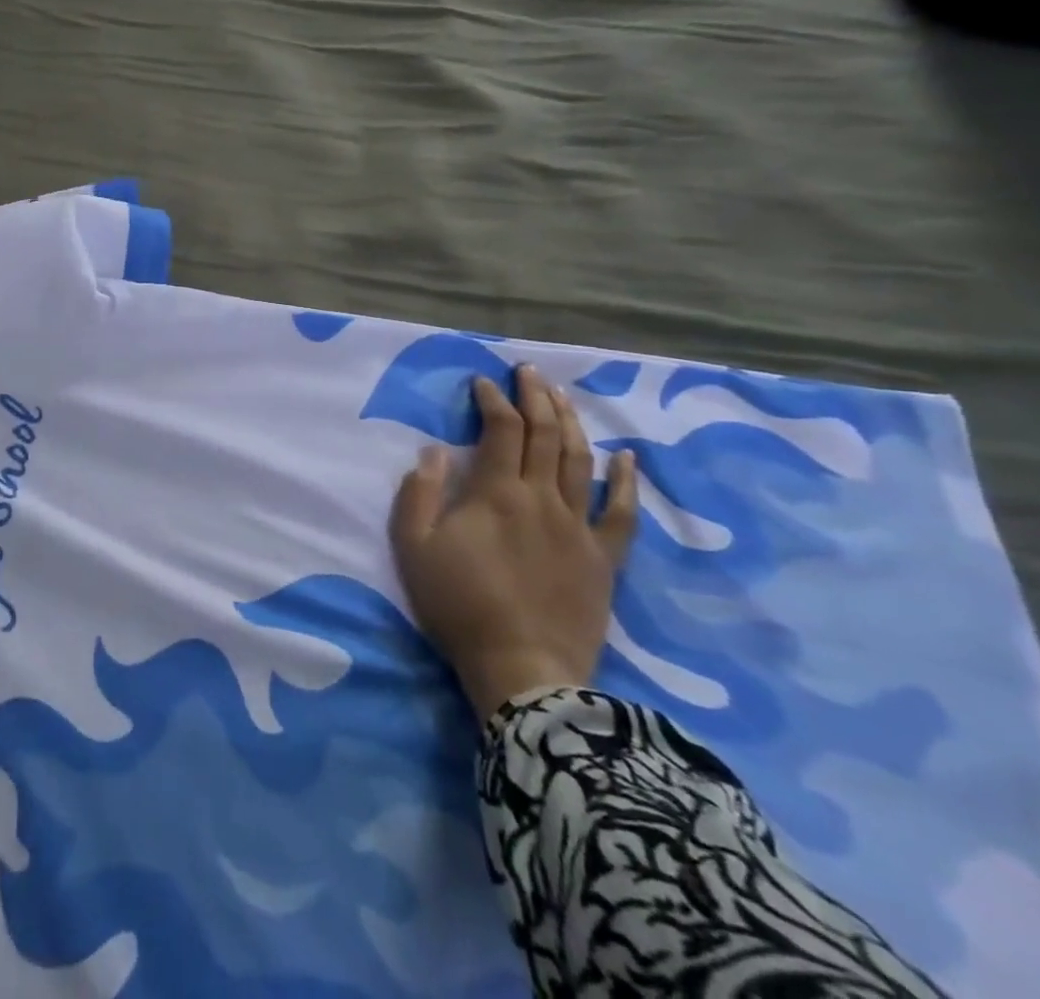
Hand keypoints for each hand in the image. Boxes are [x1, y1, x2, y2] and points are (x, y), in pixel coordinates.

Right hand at [390, 365, 639, 722]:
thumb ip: (419, 493)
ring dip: (571, 422)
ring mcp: (579, 527)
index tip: (481, 382)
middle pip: (545, 434)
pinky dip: (626, 481)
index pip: (500, 429)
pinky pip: (622, 513)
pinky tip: (626, 457)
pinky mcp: (604, 558)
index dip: (492, 400)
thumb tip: (434, 451)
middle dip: (535, 396)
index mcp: (496, 493)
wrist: (521, 669)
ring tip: (562, 396)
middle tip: (528, 371)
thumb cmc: (458, 605)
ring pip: (580, 460)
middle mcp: (542, 498)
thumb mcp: (413, 547)